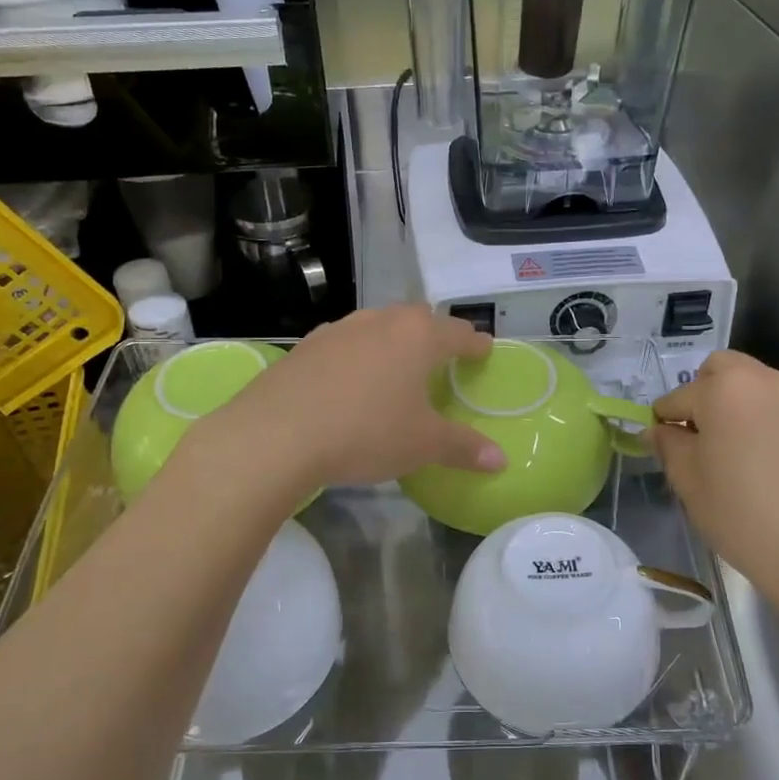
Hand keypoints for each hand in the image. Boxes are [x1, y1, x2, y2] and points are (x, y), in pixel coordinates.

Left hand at [204, 306, 506, 495]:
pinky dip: (358, 354)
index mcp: (418, 337)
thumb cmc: (365, 432)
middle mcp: (381, 321)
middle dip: (435, 333)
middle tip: (443, 355)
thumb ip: (464, 448)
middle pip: (418, 319)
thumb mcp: (422, 445)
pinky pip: (345, 342)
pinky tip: (351, 378)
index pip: (458, 333)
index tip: (483, 350)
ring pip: (378, 325)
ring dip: (394, 340)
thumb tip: (502, 460)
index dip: (474, 343)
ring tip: (397, 364)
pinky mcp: (306, 345)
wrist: (277, 434)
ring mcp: (339, 329)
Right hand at [650, 351, 778, 608]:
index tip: (664, 443)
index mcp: (726, 389)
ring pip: (763, 388)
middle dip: (707, 391)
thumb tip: (659, 430)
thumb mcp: (686, 479)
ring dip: (745, 406)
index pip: (679, 396)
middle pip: (726, 369)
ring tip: (744, 451)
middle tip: (704, 433)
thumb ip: (667, 443)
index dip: (665, 420)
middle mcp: (769, 382)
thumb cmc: (737, 513)